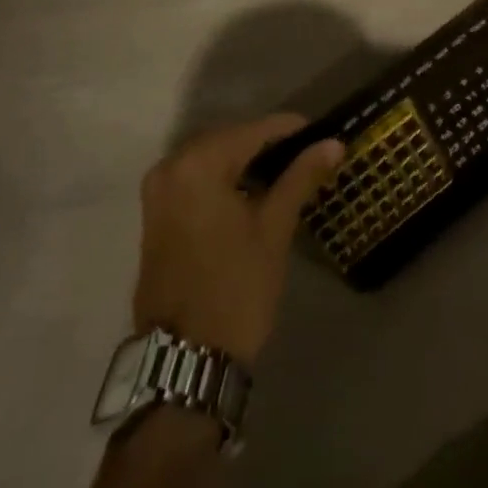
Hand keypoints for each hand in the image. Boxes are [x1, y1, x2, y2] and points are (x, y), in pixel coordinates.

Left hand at [132, 115, 344, 363]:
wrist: (187, 358)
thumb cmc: (236, 288)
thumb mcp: (274, 228)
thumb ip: (301, 177)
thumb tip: (333, 143)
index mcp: (198, 165)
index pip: (252, 131)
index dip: (289, 129)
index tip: (322, 132)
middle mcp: (171, 167)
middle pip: (227, 139)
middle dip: (265, 143)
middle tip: (306, 154)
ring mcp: (157, 191)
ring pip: (209, 158)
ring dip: (243, 160)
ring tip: (285, 172)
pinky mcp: (154, 214)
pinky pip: (193, 178)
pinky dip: (221, 178)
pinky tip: (250, 191)